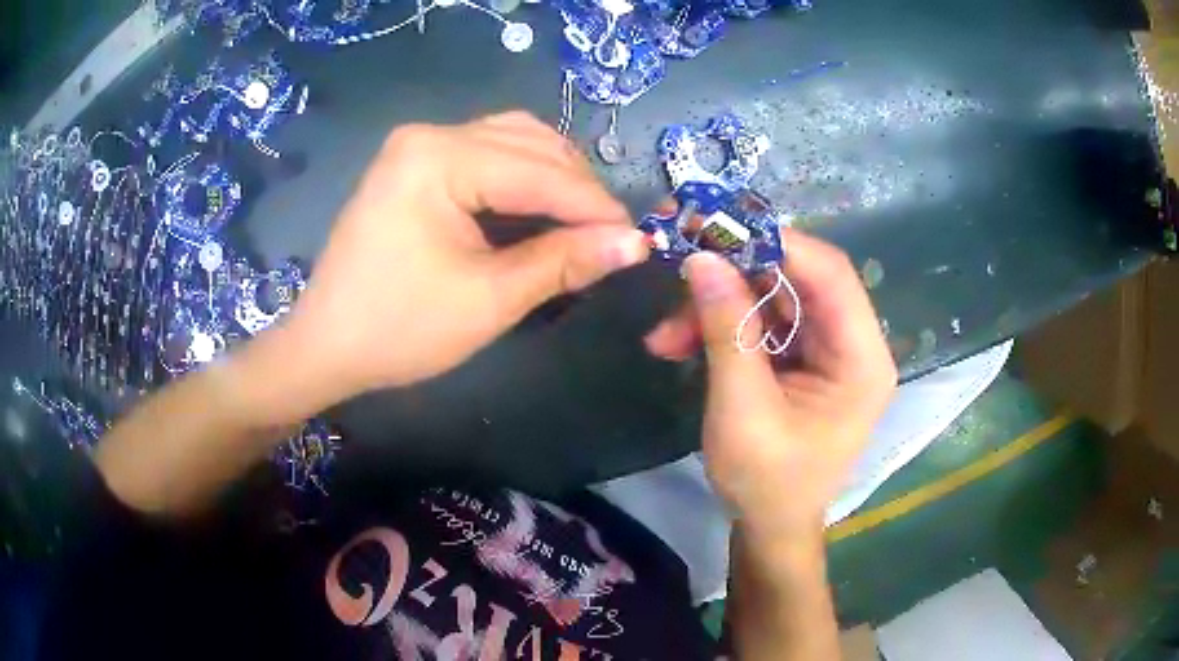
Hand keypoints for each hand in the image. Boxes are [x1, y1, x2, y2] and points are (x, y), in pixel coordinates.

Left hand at [270, 112, 648, 414]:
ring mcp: (418, 145)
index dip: (594, 206)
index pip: (539, 171)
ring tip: (581, 221)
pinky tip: (541, 205)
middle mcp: (429, 135)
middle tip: (610, 236)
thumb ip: (563, 262)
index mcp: (438, 157)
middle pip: (529, 143)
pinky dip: (522, 176)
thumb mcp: (489, 299)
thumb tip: (634, 243)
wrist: (326, 346)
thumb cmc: (399, 329)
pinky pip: (486, 153)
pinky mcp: (414, 163)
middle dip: (577, 188)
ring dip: (554, 176)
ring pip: (511, 141)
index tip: (638, 238)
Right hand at [661, 231, 895, 545]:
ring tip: (666, 333)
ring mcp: (825, 349)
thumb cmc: (767, 483)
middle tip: (679, 263)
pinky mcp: (800, 358)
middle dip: (735, 273)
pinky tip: (677, 343)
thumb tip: (701, 258)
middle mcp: (852, 344)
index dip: (777, 243)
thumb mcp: (742, 410)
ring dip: (717, 306)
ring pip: (772, 297)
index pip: (831, 274)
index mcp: (862, 359)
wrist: (769, 528)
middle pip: (798, 278)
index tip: (716, 228)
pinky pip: (761, 323)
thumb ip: (727, 331)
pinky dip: (720, 327)